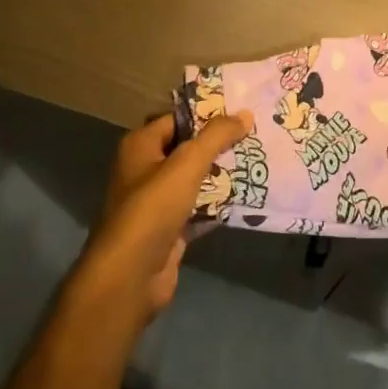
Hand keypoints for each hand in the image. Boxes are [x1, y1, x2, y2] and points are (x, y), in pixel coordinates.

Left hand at [76, 109, 253, 322]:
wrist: (130, 276)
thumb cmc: (153, 208)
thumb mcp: (187, 163)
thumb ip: (216, 136)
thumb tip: (245, 114)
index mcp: (140, 146)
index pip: (176, 119)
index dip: (206, 114)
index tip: (239, 112)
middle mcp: (145, 169)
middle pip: (187, 148)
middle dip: (218, 144)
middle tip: (254, 134)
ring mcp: (156, 201)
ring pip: (194, 178)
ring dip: (221, 173)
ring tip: (257, 160)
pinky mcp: (169, 228)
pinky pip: (198, 206)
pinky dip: (218, 202)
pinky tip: (246, 194)